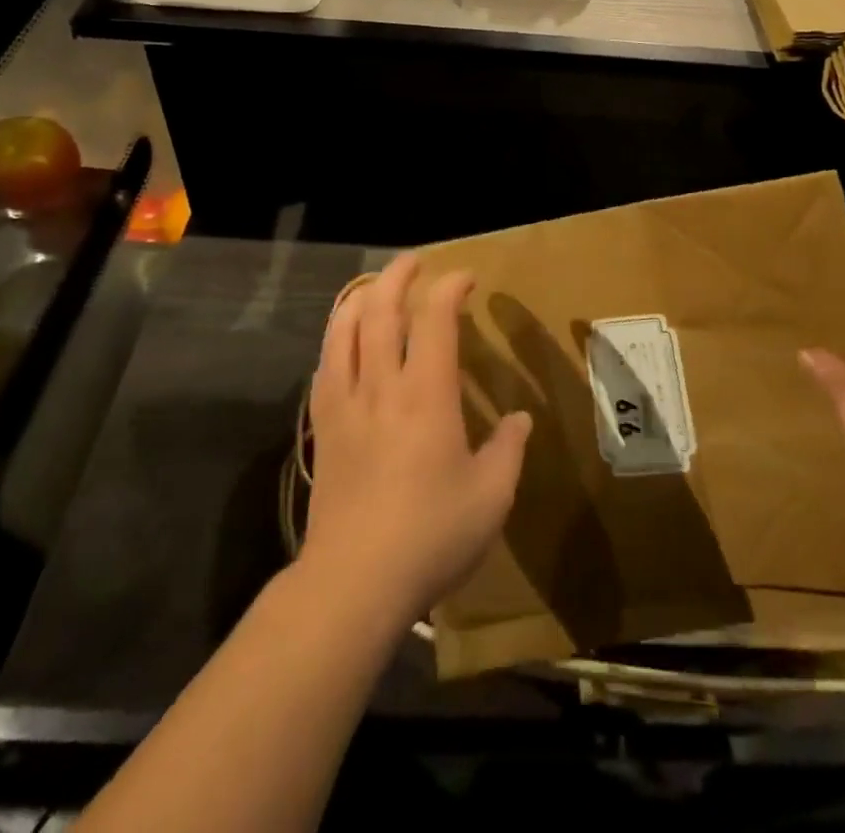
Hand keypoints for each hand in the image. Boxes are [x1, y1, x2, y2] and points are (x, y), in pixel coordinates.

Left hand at [302, 254, 531, 625]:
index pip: (435, 318)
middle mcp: (382, 385)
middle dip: (397, 276)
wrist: (353, 582)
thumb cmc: (431, 535)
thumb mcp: (491, 496)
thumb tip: (520, 419)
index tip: (466, 279)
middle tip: (414, 263)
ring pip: (343, 330)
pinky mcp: (323, 427)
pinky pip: (325, 365)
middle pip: (380, 309)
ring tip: (374, 287)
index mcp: (427, 394)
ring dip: (360, 297)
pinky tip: (344, 341)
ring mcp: (345, 404)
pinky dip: (337, 338)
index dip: (450, 288)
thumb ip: (509, 449)